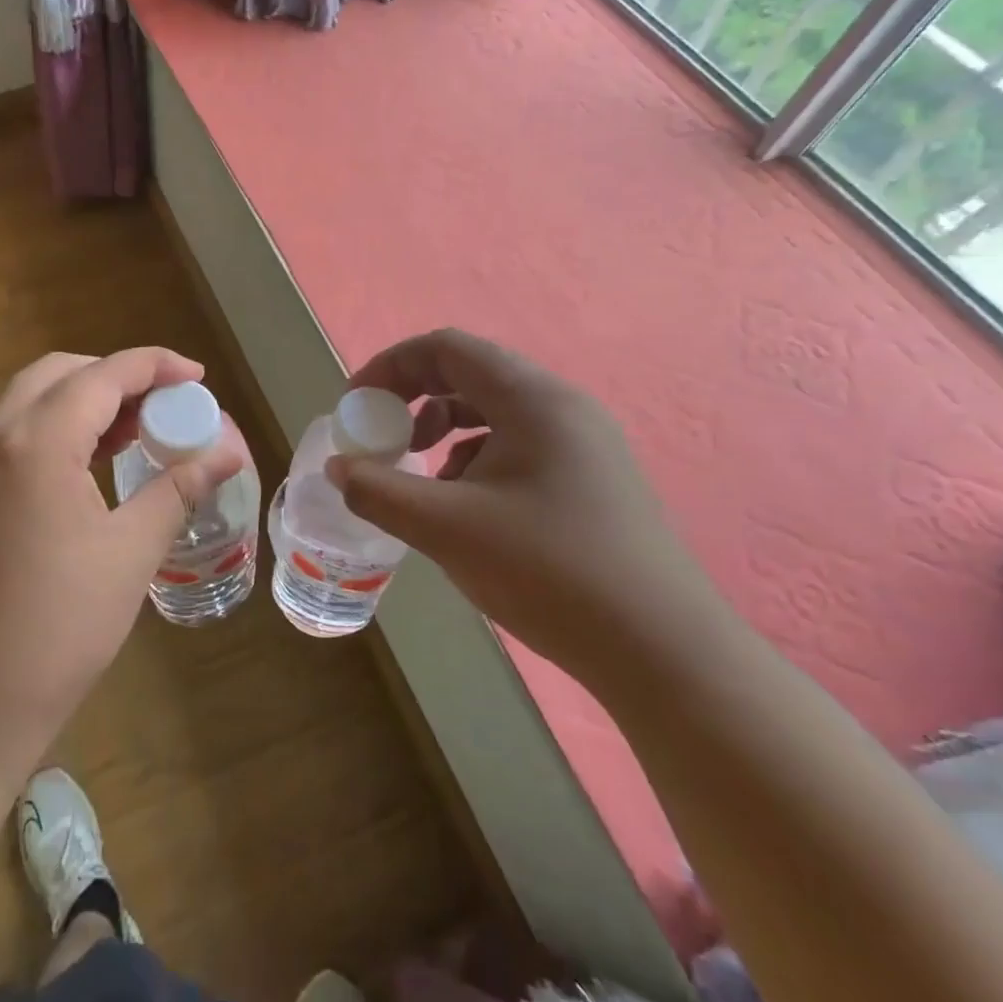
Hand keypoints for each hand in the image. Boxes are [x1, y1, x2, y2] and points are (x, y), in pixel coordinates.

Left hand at [0, 348, 244, 782]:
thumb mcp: (129, 554)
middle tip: (164, 405)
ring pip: (28, 402)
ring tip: (134, 432)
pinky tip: (86, 468)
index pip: (103, 375)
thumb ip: (178, 488)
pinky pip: (9, 437)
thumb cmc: (55, 631)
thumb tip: (227, 452)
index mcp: (33, 442)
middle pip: (58, 375)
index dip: (155, 365)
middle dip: (116, 377)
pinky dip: (53, 431)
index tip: (198, 376)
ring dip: (82, 402)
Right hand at [328, 329, 722, 679]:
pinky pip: (520, 443)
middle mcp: (562, 405)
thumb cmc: (549, 573)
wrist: (663, 653)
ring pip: (494, 410)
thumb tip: (338, 469)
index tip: (356, 407)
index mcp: (531, 398)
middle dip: (414, 399)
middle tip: (382, 436)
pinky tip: (469, 507)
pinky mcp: (593, 478)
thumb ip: (378, 491)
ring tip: (423, 474)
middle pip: (470, 373)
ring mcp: (584, 442)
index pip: (446, 348)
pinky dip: (477, 458)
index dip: (390, 367)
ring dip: (445, 429)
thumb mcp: (446, 529)